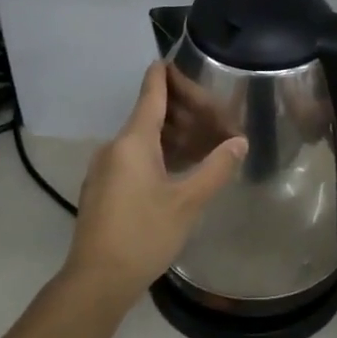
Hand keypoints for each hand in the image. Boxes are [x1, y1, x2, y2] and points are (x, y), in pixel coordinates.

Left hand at [63, 62, 247, 298]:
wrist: (97, 280)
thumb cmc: (144, 234)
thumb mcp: (188, 201)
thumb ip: (216, 168)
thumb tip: (239, 142)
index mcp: (133, 140)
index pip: (151, 92)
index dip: (165, 73)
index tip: (175, 57)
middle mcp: (115, 146)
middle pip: (148, 114)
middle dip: (180, 110)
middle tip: (212, 114)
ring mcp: (105, 168)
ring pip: (141, 138)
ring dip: (171, 134)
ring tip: (202, 139)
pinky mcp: (103, 188)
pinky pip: (133, 158)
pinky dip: (157, 153)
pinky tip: (178, 167)